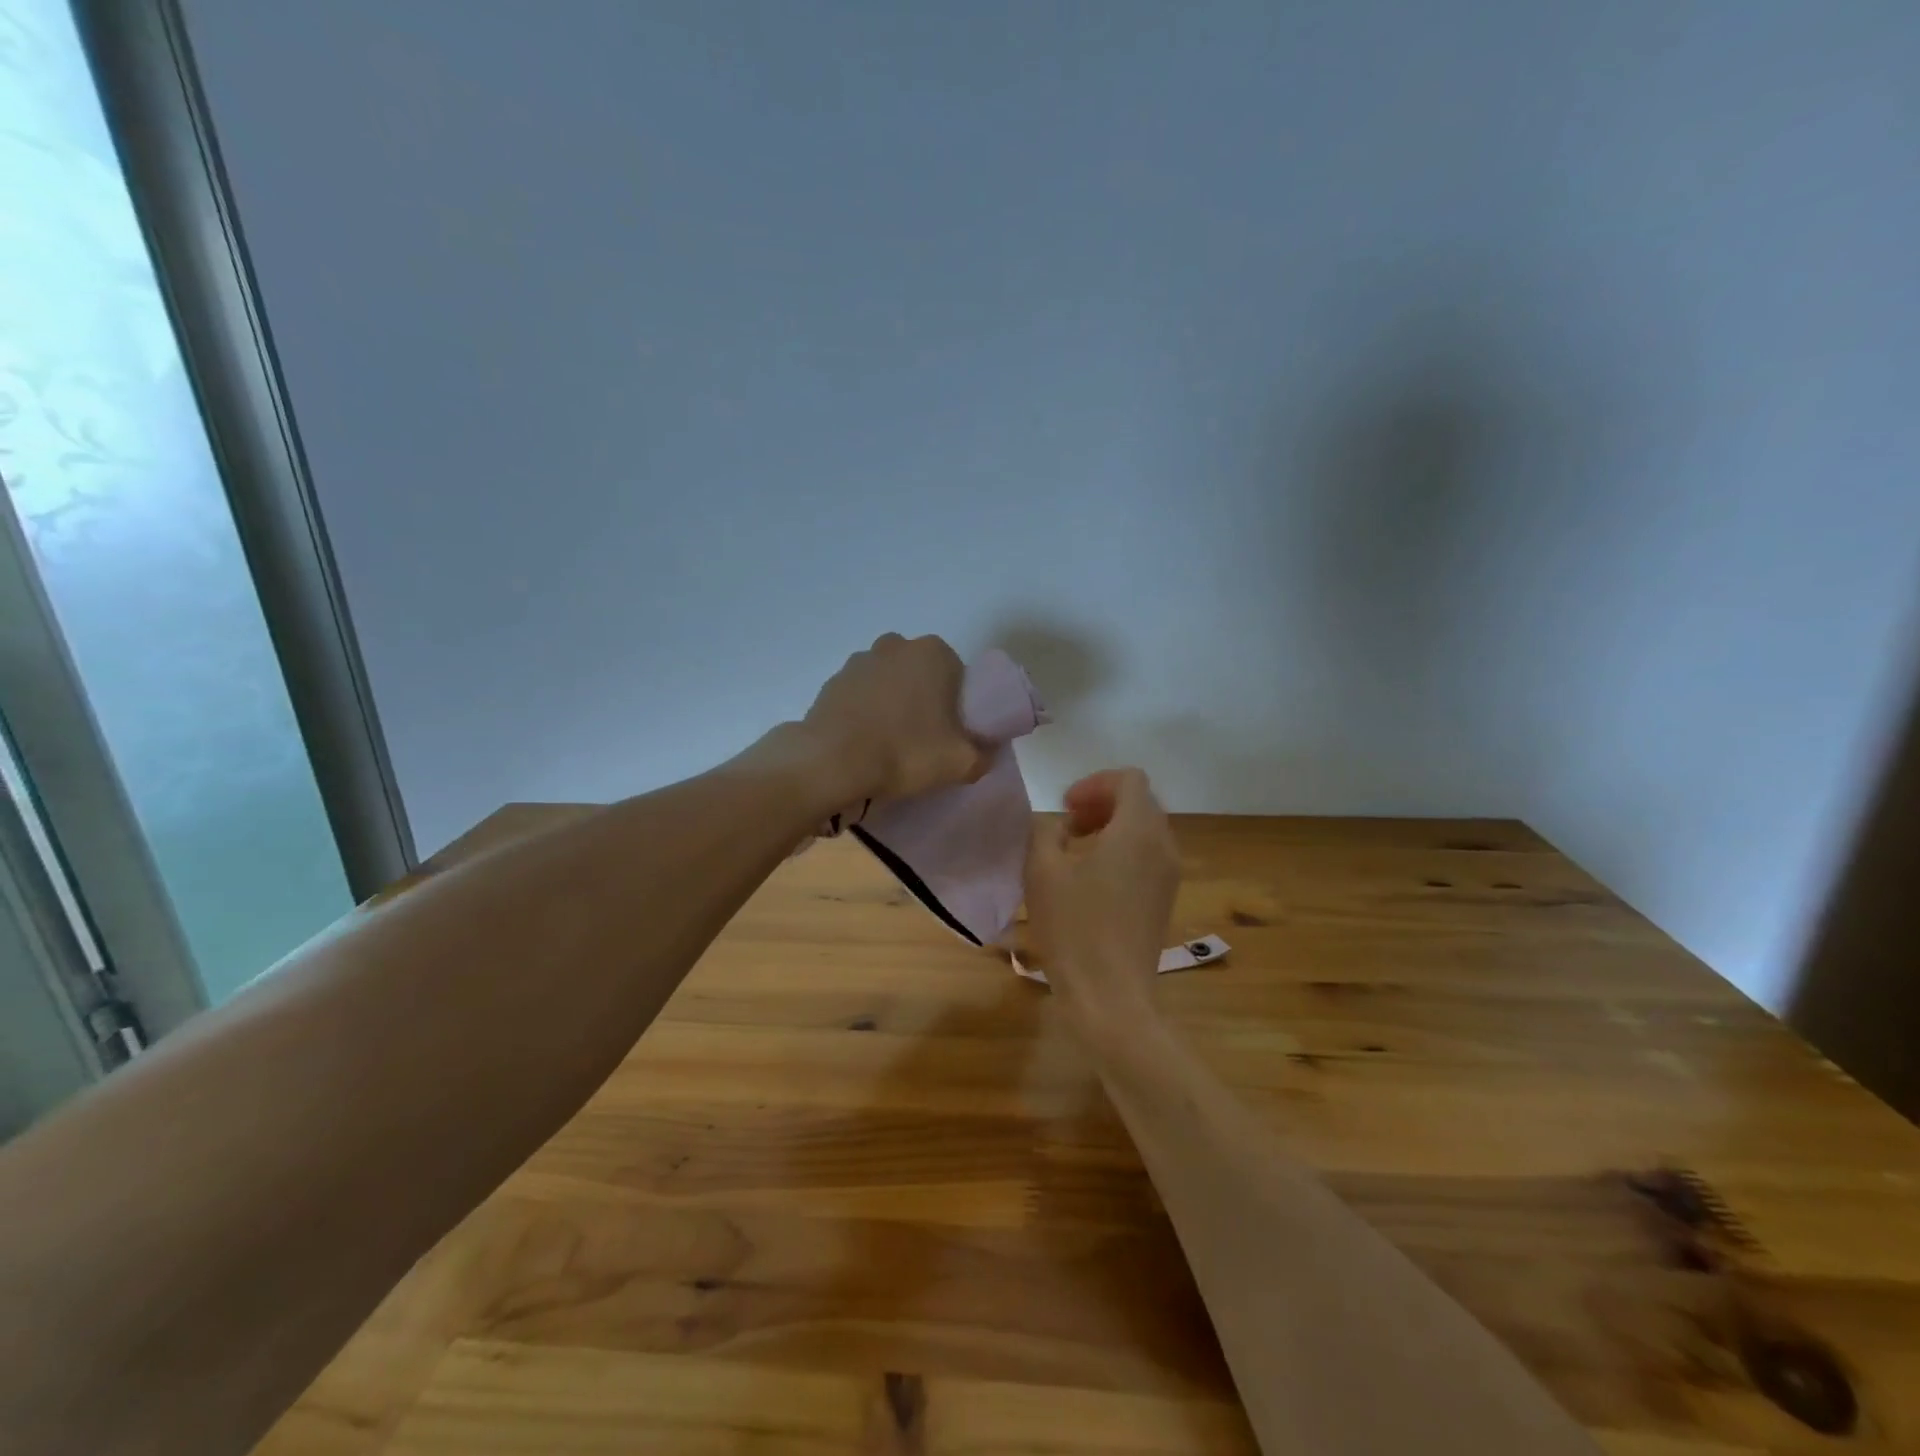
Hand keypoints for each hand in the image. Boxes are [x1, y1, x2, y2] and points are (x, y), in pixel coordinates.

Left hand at [802, 634, 987, 804]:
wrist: (832, 762)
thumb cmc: (905, 751)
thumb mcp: (961, 763)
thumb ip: (983, 754)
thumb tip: (984, 753)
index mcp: (933, 653)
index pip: (959, 675)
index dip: (959, 706)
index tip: (954, 733)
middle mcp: (896, 646)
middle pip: (922, 675)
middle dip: (925, 700)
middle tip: (926, 739)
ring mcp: (859, 661)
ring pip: (889, 683)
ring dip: (893, 704)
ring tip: (892, 743)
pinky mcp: (832, 682)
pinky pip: (860, 697)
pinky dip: (866, 713)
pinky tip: (866, 742)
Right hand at [1025, 768, 1179, 1022]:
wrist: (1111, 997)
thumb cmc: (1074, 929)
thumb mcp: (1042, 871)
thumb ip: (1045, 832)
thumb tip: (1056, 827)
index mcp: (1138, 831)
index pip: (1129, 780)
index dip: (1094, 783)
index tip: (1065, 807)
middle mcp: (1163, 847)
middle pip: (1141, 802)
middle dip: (1103, 803)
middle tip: (1068, 824)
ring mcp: (1169, 876)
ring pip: (1146, 830)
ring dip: (1113, 827)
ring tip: (1076, 850)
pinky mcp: (1165, 900)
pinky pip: (1149, 856)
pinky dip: (1123, 851)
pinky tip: (1092, 879)